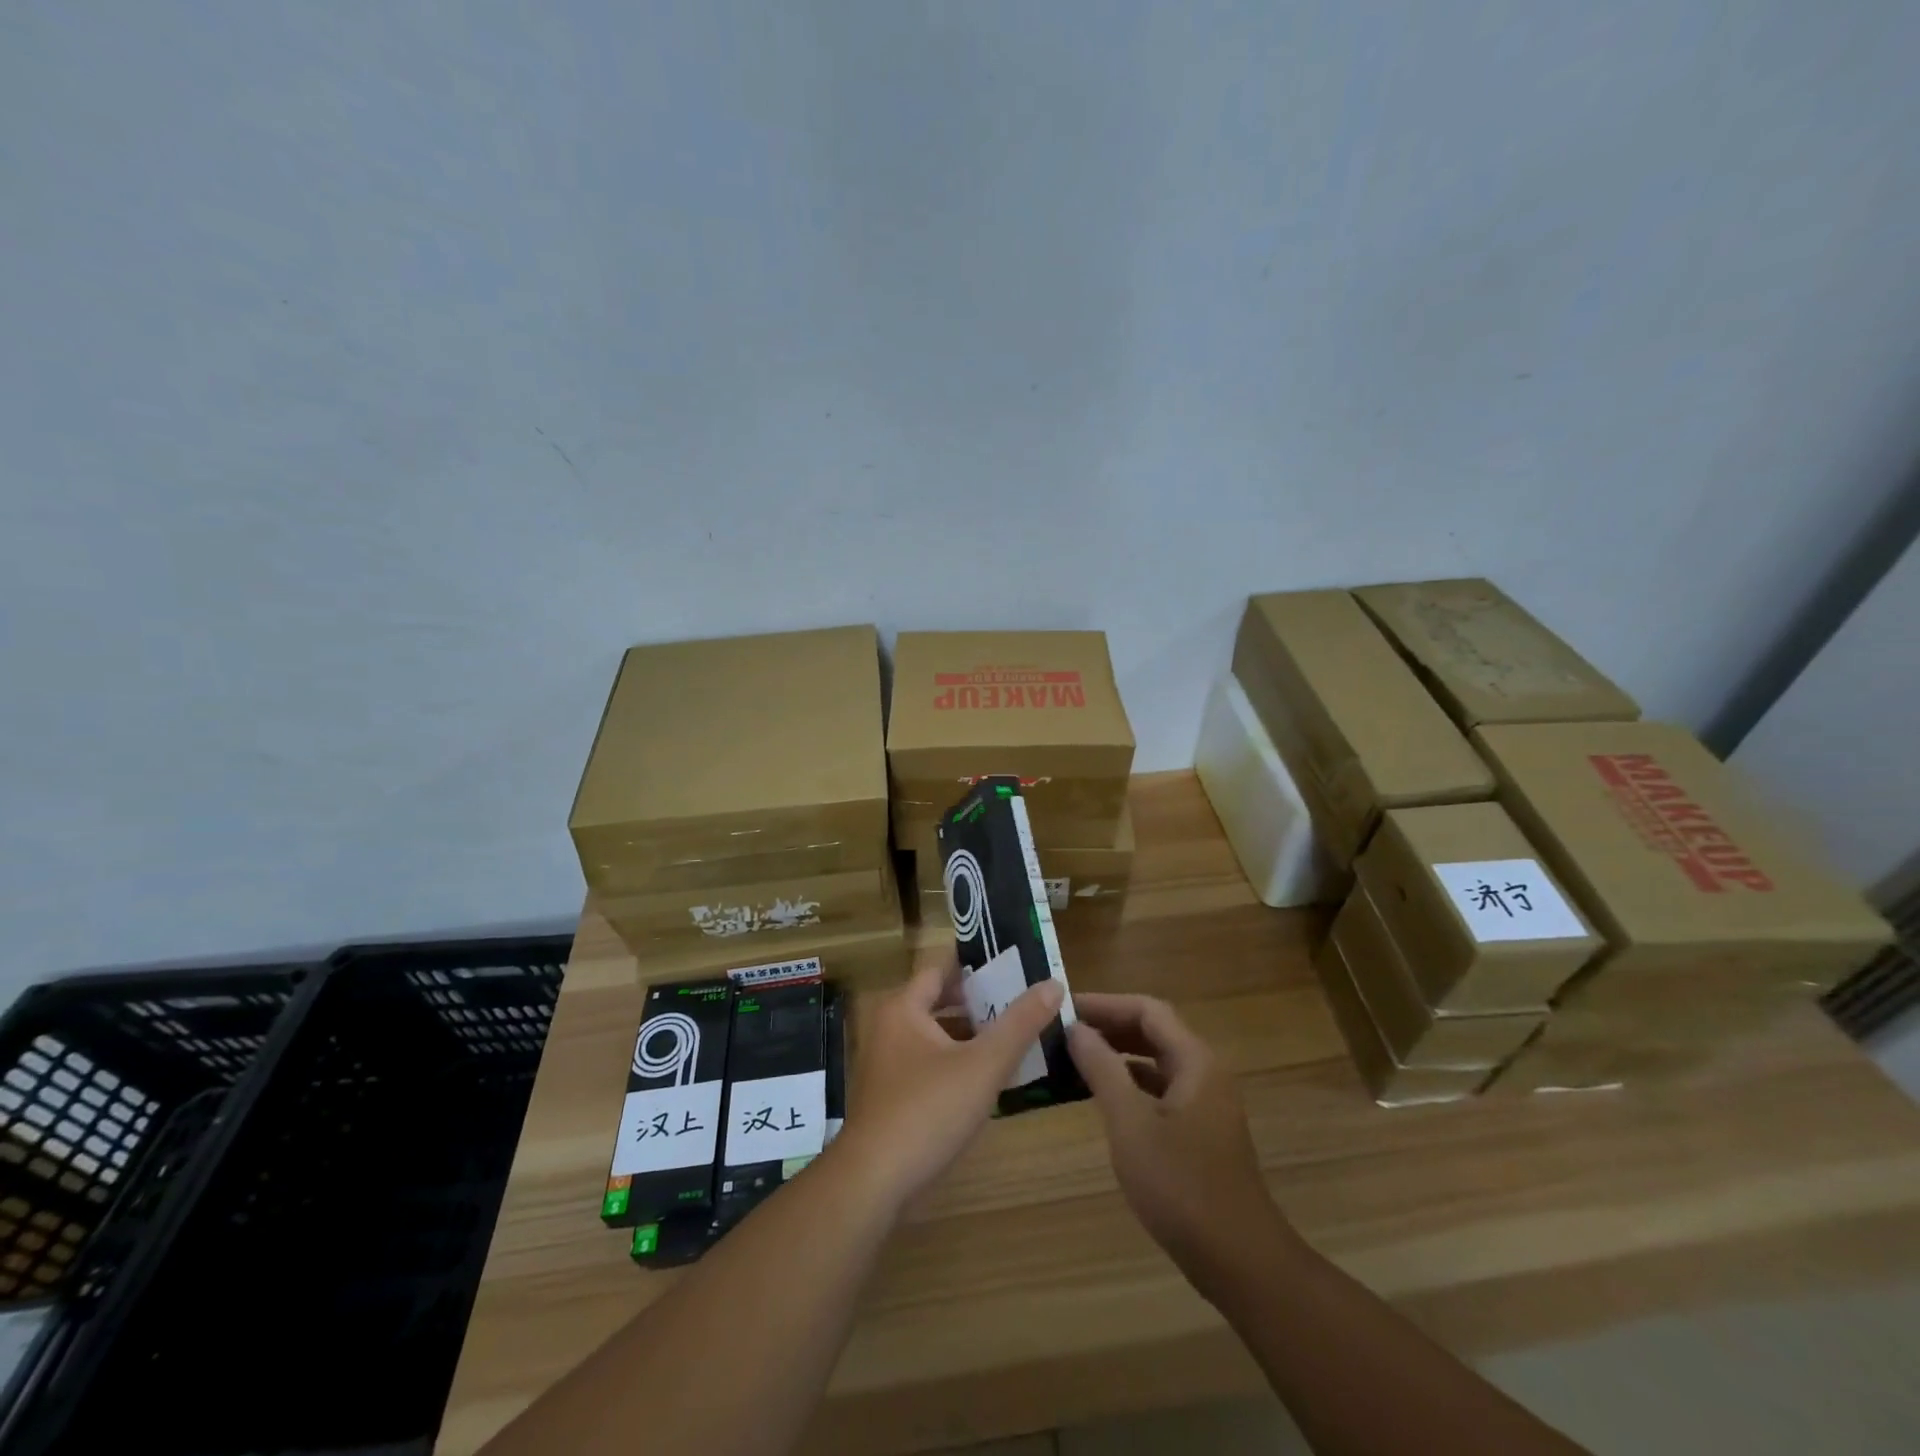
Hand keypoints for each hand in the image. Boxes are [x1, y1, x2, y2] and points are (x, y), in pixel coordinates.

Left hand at [835, 956, 1063, 1215]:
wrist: (873, 1183)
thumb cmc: (928, 1111)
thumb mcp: (983, 1064)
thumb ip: (1019, 1023)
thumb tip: (1053, 983)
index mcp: (904, 1008)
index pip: (942, 968)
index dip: (977, 964)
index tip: (1014, 962)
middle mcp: (890, 1027)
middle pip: (940, 1001)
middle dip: (980, 1000)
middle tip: (1023, 998)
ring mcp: (888, 1064)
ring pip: (937, 1035)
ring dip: (972, 1034)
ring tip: (1016, 1034)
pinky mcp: (892, 1096)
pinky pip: (931, 1064)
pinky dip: (959, 1062)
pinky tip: (990, 1077)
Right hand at [1067, 993, 1285, 1286]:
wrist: (1239, 1261)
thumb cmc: (1181, 1186)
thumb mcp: (1130, 1124)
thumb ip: (1102, 1069)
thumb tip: (1076, 1029)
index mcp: (1195, 1060)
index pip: (1147, 1010)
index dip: (1105, 1003)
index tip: (1065, 1008)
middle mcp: (1205, 1072)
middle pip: (1154, 1031)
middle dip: (1110, 1026)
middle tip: (1065, 1030)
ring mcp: (1206, 1103)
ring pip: (1157, 1061)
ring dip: (1118, 1054)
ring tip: (1075, 1057)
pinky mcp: (1201, 1131)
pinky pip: (1161, 1089)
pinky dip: (1130, 1083)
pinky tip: (1102, 1097)